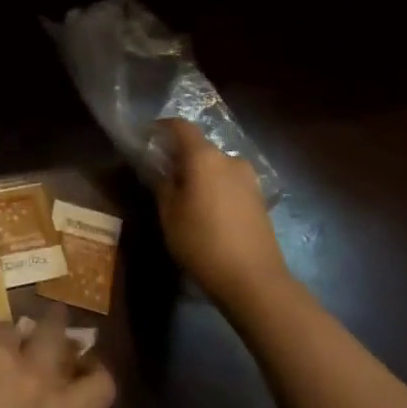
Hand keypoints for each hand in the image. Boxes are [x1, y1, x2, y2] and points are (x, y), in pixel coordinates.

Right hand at [154, 118, 296, 317]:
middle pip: (200, 147)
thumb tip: (160, 170)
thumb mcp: (169, 215)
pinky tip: (207, 209)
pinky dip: (215, 187)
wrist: (255, 281)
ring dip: (199, 173)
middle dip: (180, 155)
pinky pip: (230, 182)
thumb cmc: (203, 243)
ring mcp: (249, 179)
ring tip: (185, 194)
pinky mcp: (260, 199)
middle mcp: (230, 159)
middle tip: (162, 173)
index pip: (181, 127)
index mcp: (204, 157)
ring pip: (216, 166)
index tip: (147, 136)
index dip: (162, 127)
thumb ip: (162, 185)